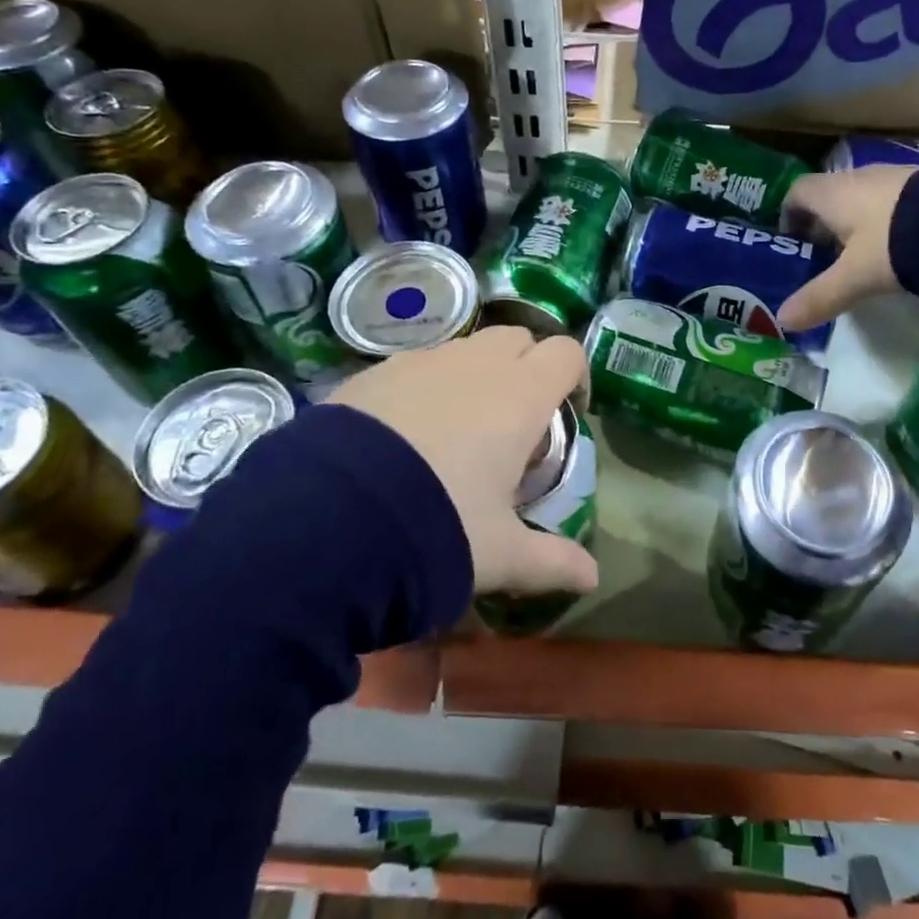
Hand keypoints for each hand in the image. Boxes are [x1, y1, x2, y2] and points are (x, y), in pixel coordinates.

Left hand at [329, 327, 597, 597]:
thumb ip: (552, 561)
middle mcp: (475, 364)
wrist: (326, 520)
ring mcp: (421, 361)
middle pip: (518, 339)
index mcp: (519, 395)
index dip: (575, 377)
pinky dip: (429, 385)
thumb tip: (593, 579)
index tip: (568, 413)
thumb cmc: (437, 527)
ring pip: (466, 349)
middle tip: (517, 421)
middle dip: (527, 368)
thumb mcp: (500, 554)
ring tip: (458, 430)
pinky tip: (405, 434)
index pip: (566, 353)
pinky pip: (418, 364)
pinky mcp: (374, 371)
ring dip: (477, 374)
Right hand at [776, 165, 916, 332]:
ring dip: (856, 222)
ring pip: (863, 197)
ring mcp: (897, 176)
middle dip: (823, 224)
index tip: (792, 242)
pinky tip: (898, 246)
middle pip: (830, 195)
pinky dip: (886, 220)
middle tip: (824, 257)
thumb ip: (820, 297)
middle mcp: (860, 177)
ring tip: (862, 256)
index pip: (797, 191)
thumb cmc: (895, 244)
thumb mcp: (855, 277)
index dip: (789, 214)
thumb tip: (783, 320)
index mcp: (834, 193)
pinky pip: (893, 200)